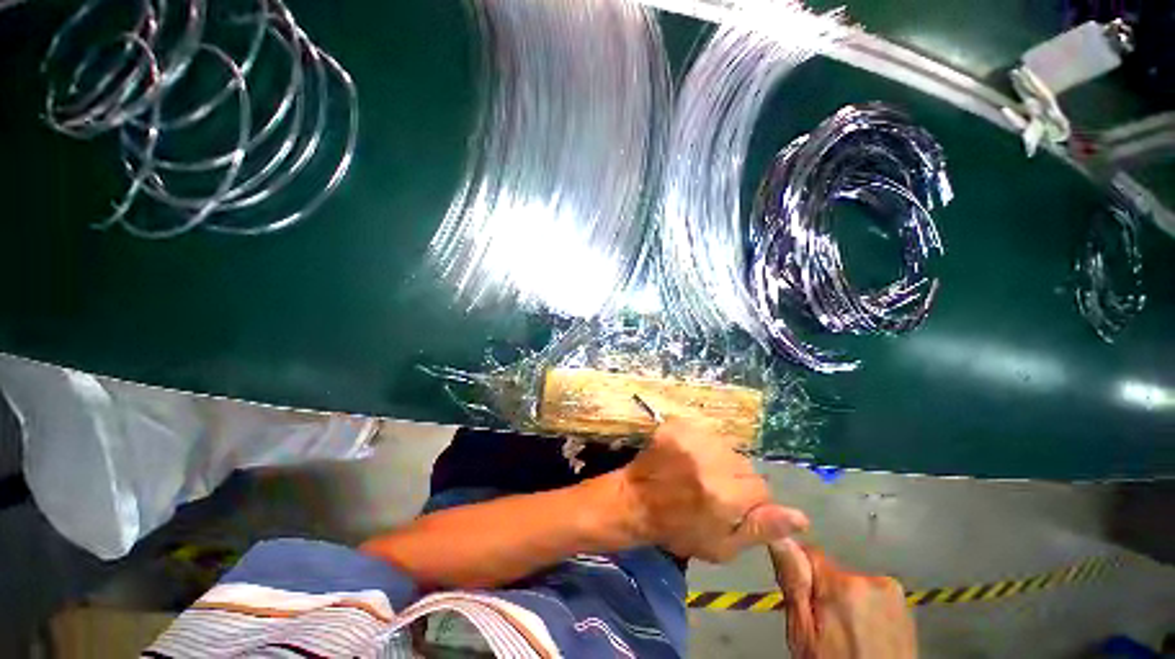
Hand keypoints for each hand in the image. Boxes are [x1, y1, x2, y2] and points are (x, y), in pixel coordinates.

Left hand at [615, 420, 808, 561]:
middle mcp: (713, 460)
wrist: (635, 500)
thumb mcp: (722, 546)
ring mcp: (692, 438)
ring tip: (698, 472)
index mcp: (726, 494)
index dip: (750, 501)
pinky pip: (705, 432)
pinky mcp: (678, 425)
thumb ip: (761, 529)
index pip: (762, 489)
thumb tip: (802, 518)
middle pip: (745, 465)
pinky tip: (687, 457)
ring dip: (720, 460)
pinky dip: (702, 444)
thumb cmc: (677, 529)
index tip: (731, 507)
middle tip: (713, 490)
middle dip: (736, 479)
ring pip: (727, 447)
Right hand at [769, 539, 916, 658]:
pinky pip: (870, 594)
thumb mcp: (803, 635)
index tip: (800, 599)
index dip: (799, 575)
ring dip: (844, 601)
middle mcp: (872, 580)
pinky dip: (863, 609)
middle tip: (822, 627)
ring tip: (845, 635)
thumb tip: (780, 539)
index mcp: (842, 585)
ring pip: (850, 583)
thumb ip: (793, 583)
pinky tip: (863, 634)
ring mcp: (892, 591)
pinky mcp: (903, 604)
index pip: (806, 553)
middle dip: (823, 592)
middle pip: (830, 571)